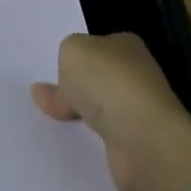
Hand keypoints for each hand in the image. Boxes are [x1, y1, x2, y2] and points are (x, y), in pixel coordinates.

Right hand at [31, 32, 190, 190]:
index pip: (98, 46)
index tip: (56, 70)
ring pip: (102, 108)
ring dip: (83, 115)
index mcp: (126, 46)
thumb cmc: (108, 83)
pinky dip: (90, 140)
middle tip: (47, 98)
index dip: (77, 57)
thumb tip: (55, 82)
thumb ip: (64, 60)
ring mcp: (139, 111)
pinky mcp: (136, 144)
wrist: (142, 139)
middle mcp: (137, 75)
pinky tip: (71, 142)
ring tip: (53, 120)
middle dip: (78, 87)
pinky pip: (104, 137)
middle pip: (100, 78)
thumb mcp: (72, 52)